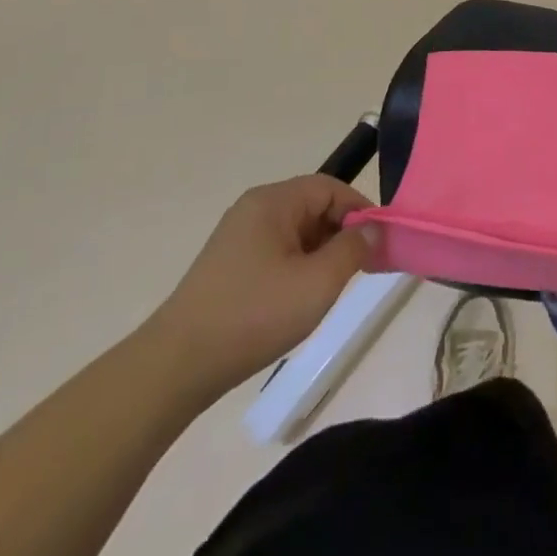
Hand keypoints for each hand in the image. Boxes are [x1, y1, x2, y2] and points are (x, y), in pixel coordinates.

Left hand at [146, 176, 377, 400]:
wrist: (176, 367)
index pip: (330, 188)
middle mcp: (254, 209)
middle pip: (313, 206)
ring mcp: (238, 237)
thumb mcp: (317, 283)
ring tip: (334, 287)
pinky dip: (299, 266)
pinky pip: (278, 251)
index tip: (380, 243)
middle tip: (362, 268)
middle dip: (342, 233)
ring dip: (321, 252)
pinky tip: (301, 298)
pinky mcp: (229, 265)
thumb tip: (372, 229)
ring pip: (297, 231)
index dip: (360, 210)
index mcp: (273, 201)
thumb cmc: (253, 316)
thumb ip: (353, 250)